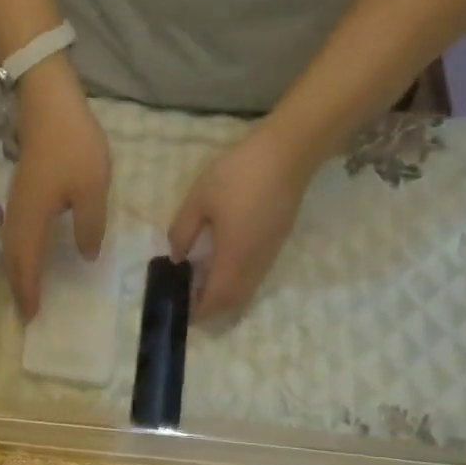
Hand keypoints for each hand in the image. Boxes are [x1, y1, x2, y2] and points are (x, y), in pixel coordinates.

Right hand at [4, 60, 110, 318]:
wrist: (48, 102)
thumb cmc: (73, 145)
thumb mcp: (92, 189)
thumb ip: (90, 226)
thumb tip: (85, 256)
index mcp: (32, 220)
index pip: (27, 265)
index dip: (29, 291)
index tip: (32, 316)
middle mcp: (17, 216)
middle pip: (12, 260)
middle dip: (18, 287)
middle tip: (27, 310)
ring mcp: (16, 202)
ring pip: (11, 247)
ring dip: (17, 271)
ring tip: (27, 289)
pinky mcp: (21, 191)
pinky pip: (16, 233)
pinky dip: (20, 253)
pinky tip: (31, 253)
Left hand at [166, 125, 312, 317]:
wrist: (288, 153)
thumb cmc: (239, 174)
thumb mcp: (199, 199)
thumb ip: (182, 231)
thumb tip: (176, 257)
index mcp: (233, 259)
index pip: (216, 300)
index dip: (198, 311)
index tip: (179, 310)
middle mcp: (254, 265)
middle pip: (233, 301)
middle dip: (210, 308)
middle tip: (186, 299)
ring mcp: (269, 255)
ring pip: (246, 290)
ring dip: (224, 295)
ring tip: (199, 283)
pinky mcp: (277, 243)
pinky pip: (254, 275)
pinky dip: (235, 281)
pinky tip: (220, 264)